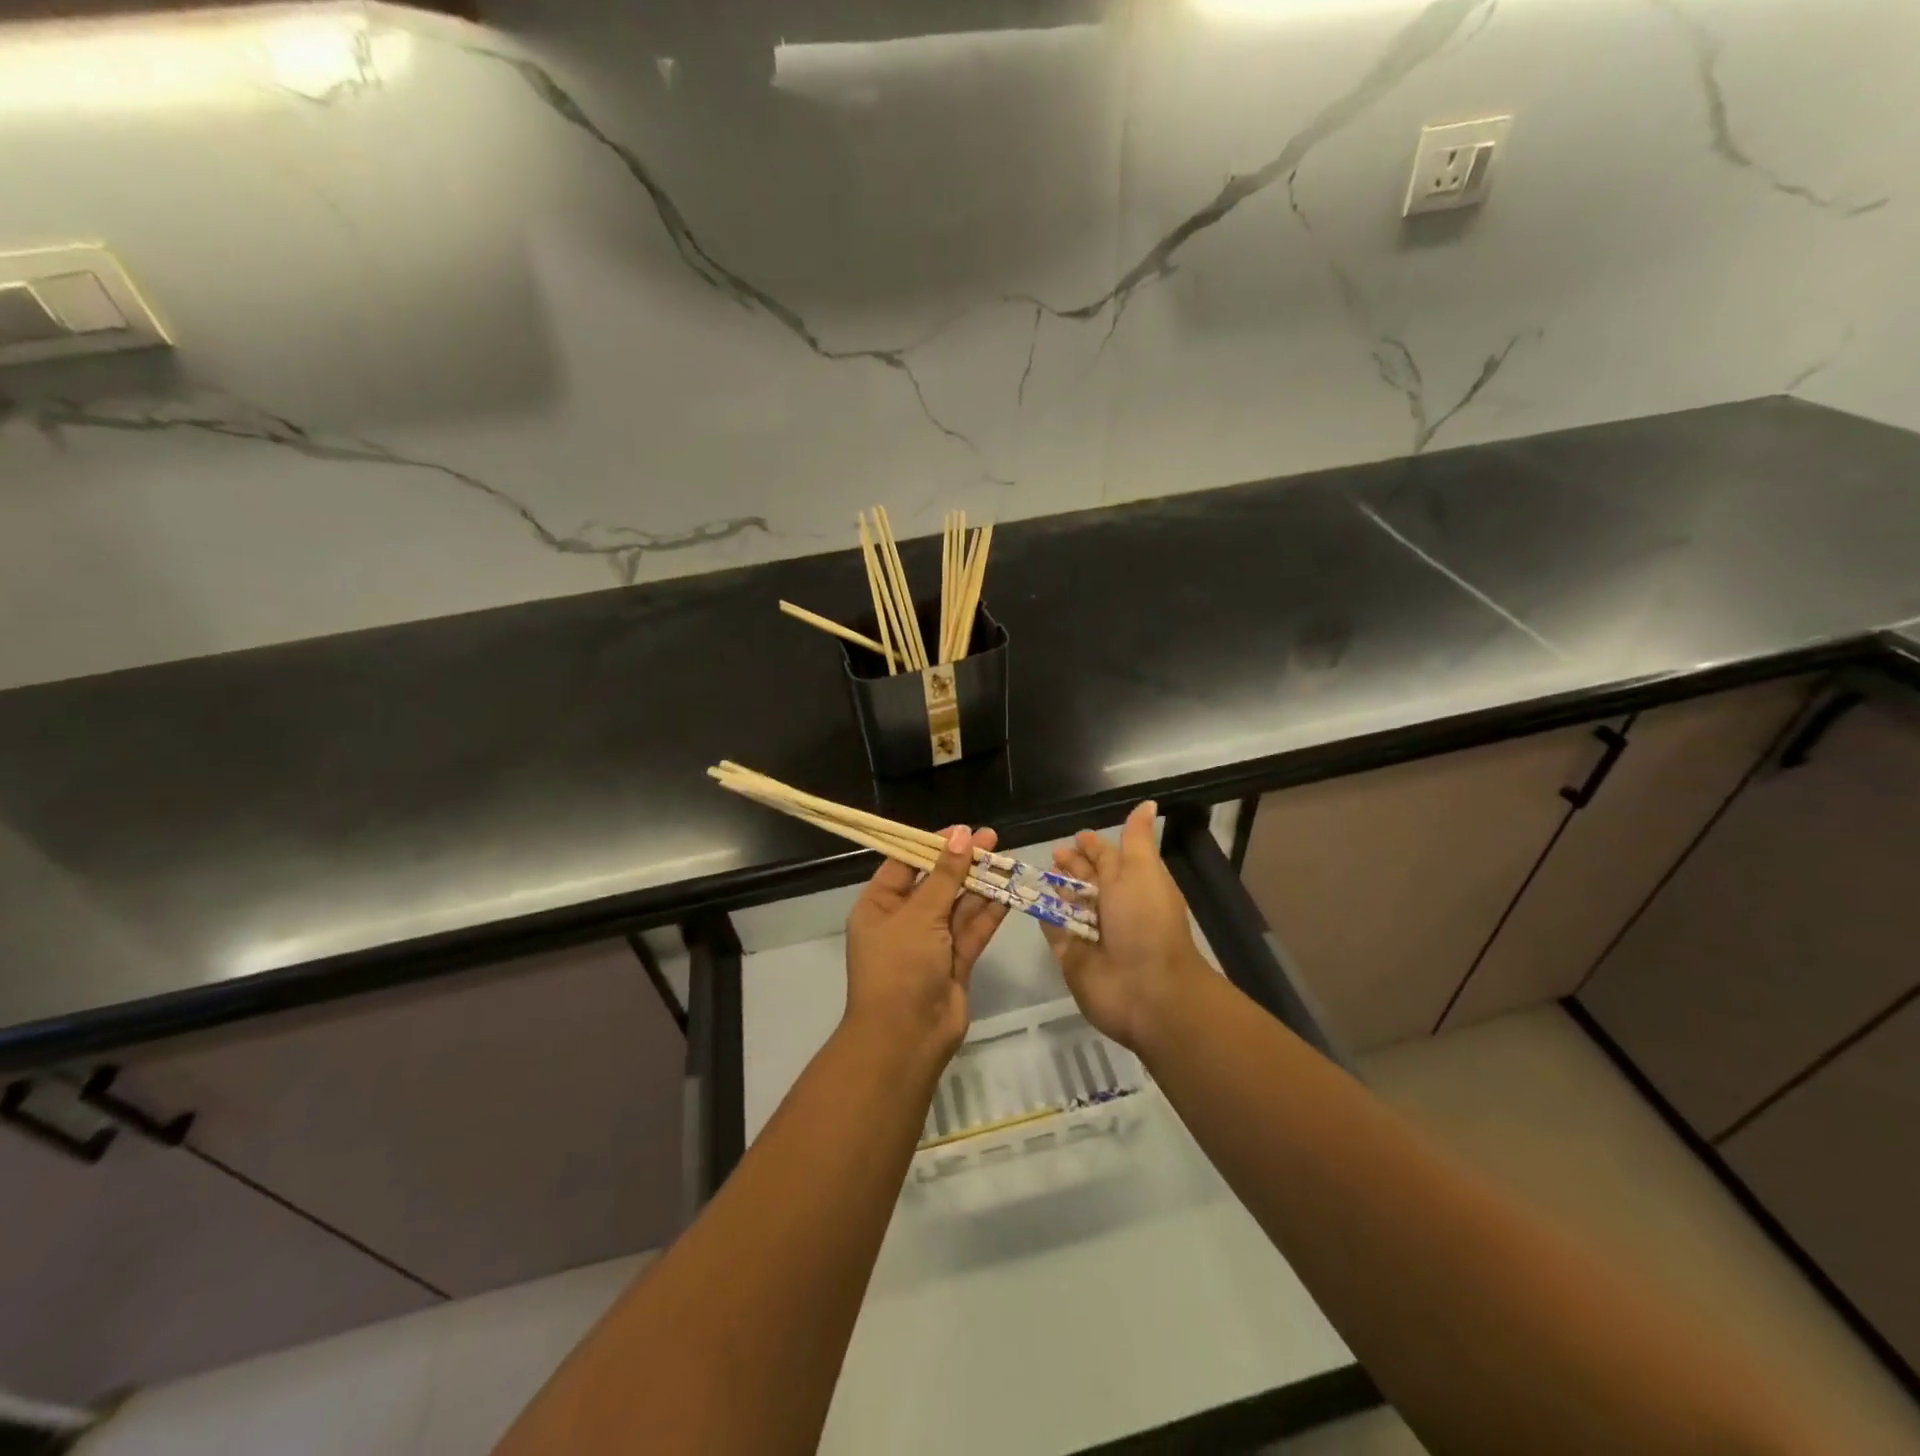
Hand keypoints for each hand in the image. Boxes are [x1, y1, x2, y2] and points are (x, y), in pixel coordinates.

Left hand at [843, 825, 1009, 1064]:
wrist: (906, 1039)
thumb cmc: (900, 967)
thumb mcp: (919, 915)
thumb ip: (945, 875)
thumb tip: (962, 835)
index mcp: (879, 906)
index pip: (905, 864)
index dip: (933, 845)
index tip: (962, 830)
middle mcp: (903, 921)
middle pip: (936, 883)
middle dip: (963, 862)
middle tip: (993, 839)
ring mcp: (931, 943)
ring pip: (958, 906)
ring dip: (981, 885)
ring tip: (1008, 858)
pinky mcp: (955, 962)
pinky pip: (972, 930)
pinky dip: (989, 912)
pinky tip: (1009, 891)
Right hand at [1041, 801, 1209, 1054]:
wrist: (1147, 990)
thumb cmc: (1146, 922)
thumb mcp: (1143, 870)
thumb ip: (1136, 839)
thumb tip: (1148, 804)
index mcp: (1133, 884)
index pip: (1109, 858)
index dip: (1093, 847)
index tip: (1075, 836)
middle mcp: (1113, 907)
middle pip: (1087, 881)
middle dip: (1072, 866)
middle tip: (1051, 854)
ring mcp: (1091, 933)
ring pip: (1068, 904)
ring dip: (1056, 889)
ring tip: (1036, 872)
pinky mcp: (1070, 956)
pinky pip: (1053, 931)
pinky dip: (1045, 916)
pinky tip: (1032, 901)